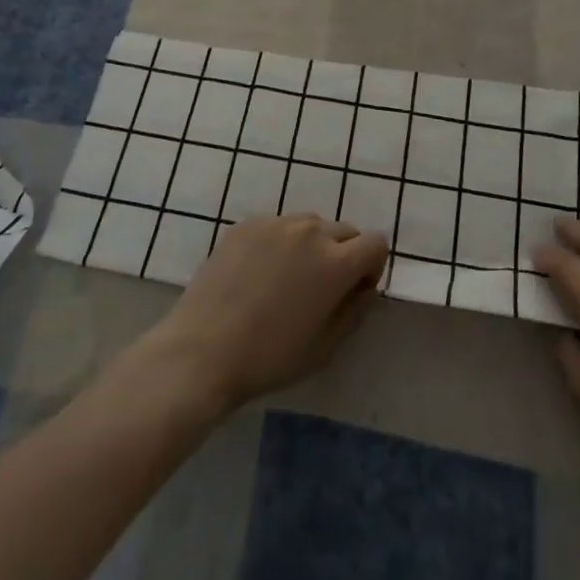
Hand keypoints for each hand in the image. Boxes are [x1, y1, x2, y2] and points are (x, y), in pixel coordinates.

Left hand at [131, 215, 388, 412]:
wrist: (203, 348)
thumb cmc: (270, 357)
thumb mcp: (326, 347)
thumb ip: (356, 310)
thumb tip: (366, 286)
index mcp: (336, 261)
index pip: (376, 242)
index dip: (372, 266)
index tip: (354, 290)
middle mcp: (310, 230)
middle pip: (345, 231)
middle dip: (344, 255)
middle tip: (321, 290)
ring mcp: (276, 222)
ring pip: (310, 225)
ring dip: (312, 245)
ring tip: (287, 280)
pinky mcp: (247, 223)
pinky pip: (278, 227)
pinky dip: (280, 243)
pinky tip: (258, 275)